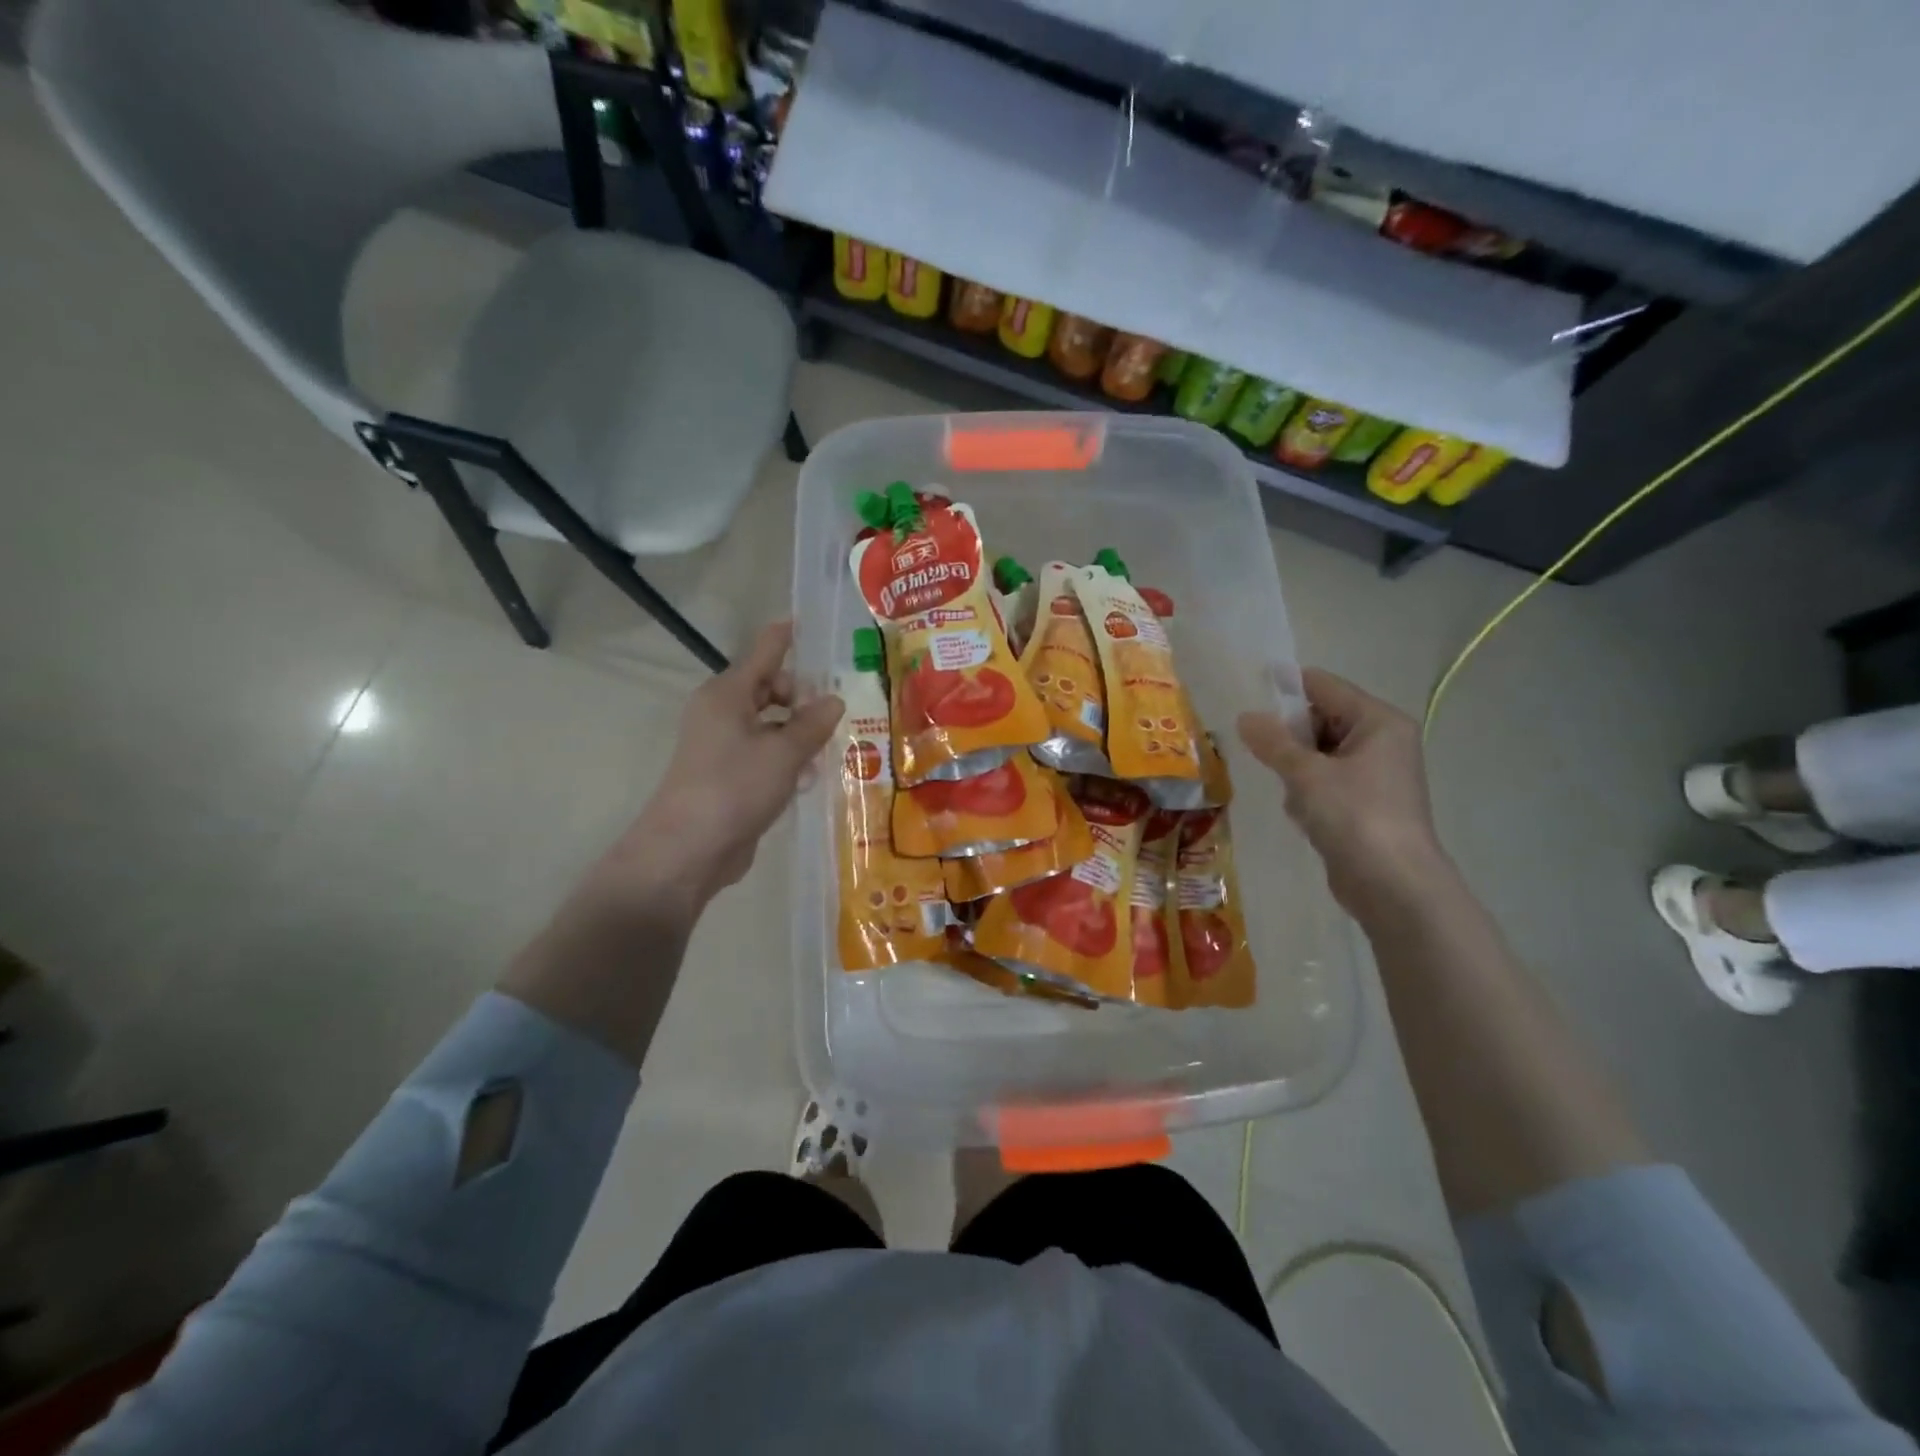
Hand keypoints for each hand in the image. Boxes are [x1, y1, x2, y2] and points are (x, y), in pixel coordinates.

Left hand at [588, 621, 844, 918]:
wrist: (689, 850)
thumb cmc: (735, 788)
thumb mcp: (784, 752)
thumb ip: (812, 723)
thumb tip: (833, 700)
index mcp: (728, 694)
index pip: (763, 652)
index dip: (785, 637)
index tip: (804, 620)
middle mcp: (722, 713)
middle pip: (769, 689)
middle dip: (802, 697)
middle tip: (835, 711)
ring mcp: (723, 747)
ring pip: (770, 725)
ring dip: (798, 733)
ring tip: (829, 748)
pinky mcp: (729, 777)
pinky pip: (765, 755)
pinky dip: (786, 759)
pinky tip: (808, 778)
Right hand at [1238, 669, 1446, 917]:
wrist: (1393, 885)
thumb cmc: (1354, 816)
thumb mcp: (1306, 774)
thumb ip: (1273, 742)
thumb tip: (1245, 717)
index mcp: (1378, 721)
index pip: (1324, 686)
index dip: (1285, 687)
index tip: (1247, 695)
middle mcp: (1381, 741)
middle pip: (1320, 719)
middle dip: (1289, 736)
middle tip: (1265, 755)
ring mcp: (1374, 774)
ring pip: (1317, 753)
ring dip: (1295, 770)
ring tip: (1293, 794)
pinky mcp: (1363, 804)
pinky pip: (1324, 782)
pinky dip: (1307, 793)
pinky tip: (1304, 816)